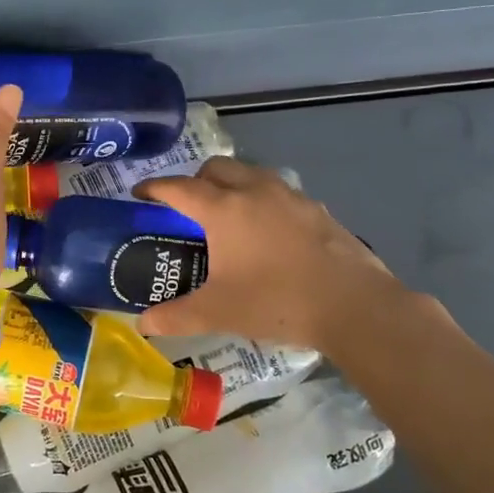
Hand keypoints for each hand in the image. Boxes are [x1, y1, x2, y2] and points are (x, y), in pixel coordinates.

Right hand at [134, 158, 420, 350]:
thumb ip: (175, 316)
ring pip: (250, 174)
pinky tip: (267, 234)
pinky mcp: (316, 208)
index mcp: (223, 209)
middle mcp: (254, 190)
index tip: (139, 194)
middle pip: (215, 168)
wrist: (354, 305)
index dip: (154, 188)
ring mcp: (290, 196)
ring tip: (227, 217)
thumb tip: (142, 323)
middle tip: (186, 209)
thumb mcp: (218, 313)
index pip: (178, 187)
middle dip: (194, 180)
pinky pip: (277, 191)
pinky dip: (261, 200)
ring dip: (231, 185)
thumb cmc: (276, 302)